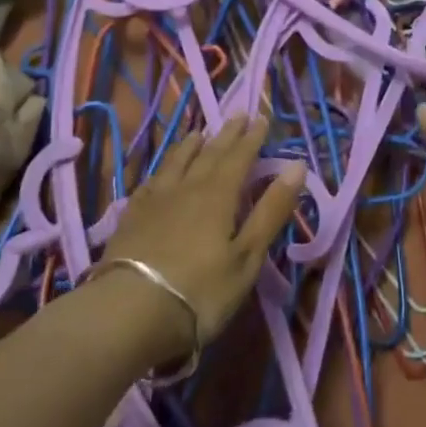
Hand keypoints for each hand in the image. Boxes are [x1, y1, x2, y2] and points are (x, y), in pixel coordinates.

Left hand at [101, 114, 305, 358]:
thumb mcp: (246, 256)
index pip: (239, 157)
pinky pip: (151, 181)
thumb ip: (271, 211)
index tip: (261, 118)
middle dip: (226, 135)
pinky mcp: (131, 217)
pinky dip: (162, 169)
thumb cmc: (200, 290)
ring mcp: (155, 200)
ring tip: (199, 133)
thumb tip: (297, 166)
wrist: (128, 312)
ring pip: (176, 162)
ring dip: (191, 145)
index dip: (252, 138)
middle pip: (209, 154)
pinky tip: (161, 172)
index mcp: (218, 194)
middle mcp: (187, 187)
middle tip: (237, 115)